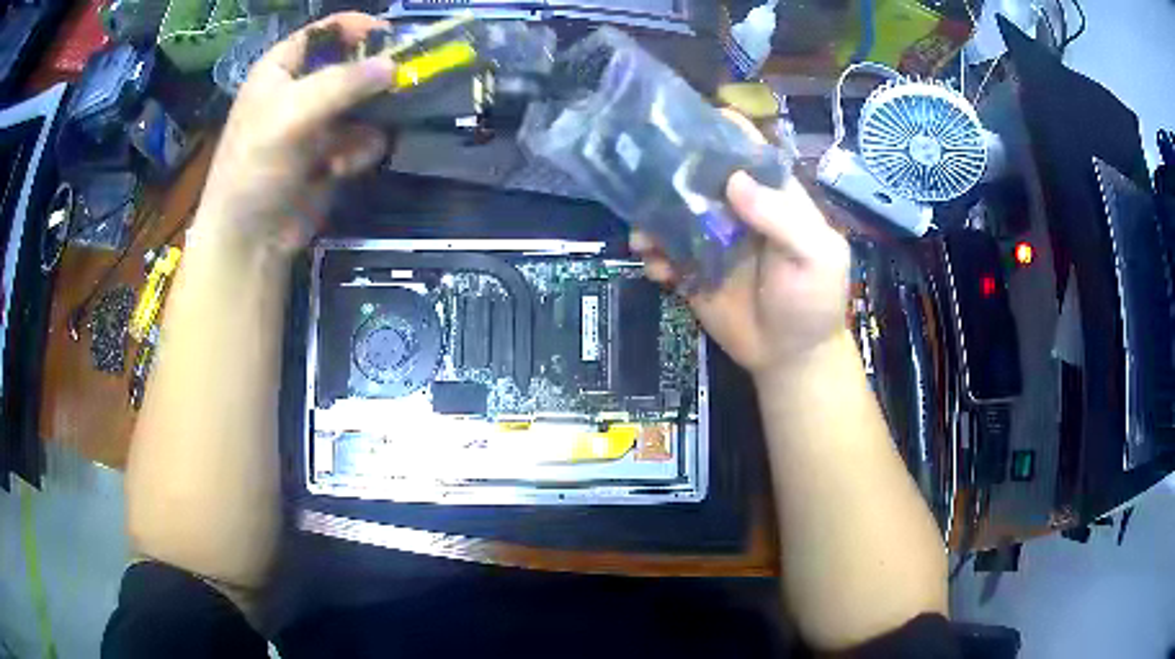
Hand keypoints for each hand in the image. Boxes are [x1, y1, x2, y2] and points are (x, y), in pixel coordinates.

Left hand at [195, 12, 393, 255]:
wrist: (249, 239)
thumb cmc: (255, 167)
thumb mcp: (291, 114)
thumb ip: (342, 83)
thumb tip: (394, 65)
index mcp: (281, 68)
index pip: (325, 32)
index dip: (357, 29)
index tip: (391, 38)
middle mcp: (302, 88)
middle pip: (353, 65)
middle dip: (373, 79)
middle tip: (399, 85)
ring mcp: (318, 122)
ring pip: (366, 103)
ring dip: (366, 125)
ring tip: (346, 150)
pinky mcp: (333, 153)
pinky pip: (364, 138)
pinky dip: (359, 153)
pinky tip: (339, 170)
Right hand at [631, 112, 849, 379]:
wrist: (790, 357)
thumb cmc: (813, 301)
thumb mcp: (816, 256)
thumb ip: (783, 218)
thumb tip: (734, 180)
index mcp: (770, 196)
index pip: (745, 150)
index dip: (720, 130)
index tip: (684, 119)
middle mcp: (735, 210)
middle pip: (698, 174)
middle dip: (668, 171)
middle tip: (641, 175)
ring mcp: (710, 239)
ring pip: (671, 212)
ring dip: (650, 217)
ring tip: (645, 236)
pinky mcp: (690, 270)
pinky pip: (662, 252)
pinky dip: (652, 256)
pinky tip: (658, 270)